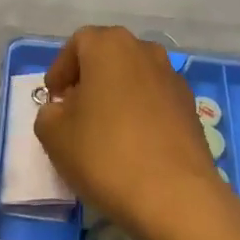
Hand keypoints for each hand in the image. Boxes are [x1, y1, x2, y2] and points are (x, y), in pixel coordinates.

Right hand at [37, 26, 232, 239]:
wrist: (175, 195)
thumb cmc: (105, 154)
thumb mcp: (54, 135)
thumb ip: (48, 114)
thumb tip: (62, 111)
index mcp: (109, 45)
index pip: (77, 44)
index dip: (60, 70)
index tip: (53, 99)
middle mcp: (144, 50)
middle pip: (108, 56)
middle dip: (88, 80)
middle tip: (74, 111)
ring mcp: (172, 77)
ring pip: (134, 77)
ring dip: (116, 95)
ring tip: (103, 130)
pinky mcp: (191, 107)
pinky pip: (155, 101)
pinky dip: (140, 114)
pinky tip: (133, 145)